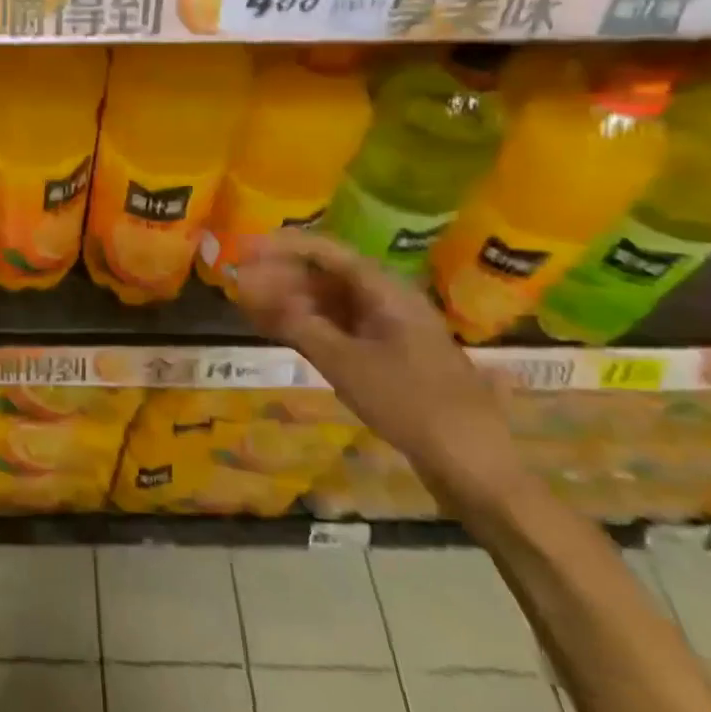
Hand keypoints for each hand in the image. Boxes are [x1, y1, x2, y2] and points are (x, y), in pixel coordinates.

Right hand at [236, 230, 524, 503]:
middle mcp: (386, 301)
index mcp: (385, 291)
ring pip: (329, 302)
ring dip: (289, 300)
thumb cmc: (410, 404)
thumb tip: (256, 291)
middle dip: (280, 274)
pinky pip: (338, 327)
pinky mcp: (385, 355)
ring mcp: (388, 329)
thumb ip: (298, 324)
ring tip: (248, 303)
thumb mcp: (346, 364)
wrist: (472, 465)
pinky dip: (307, 325)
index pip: (326, 252)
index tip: (245, 248)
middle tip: (238, 280)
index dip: (283, 246)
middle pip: (325, 274)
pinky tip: (277, 329)